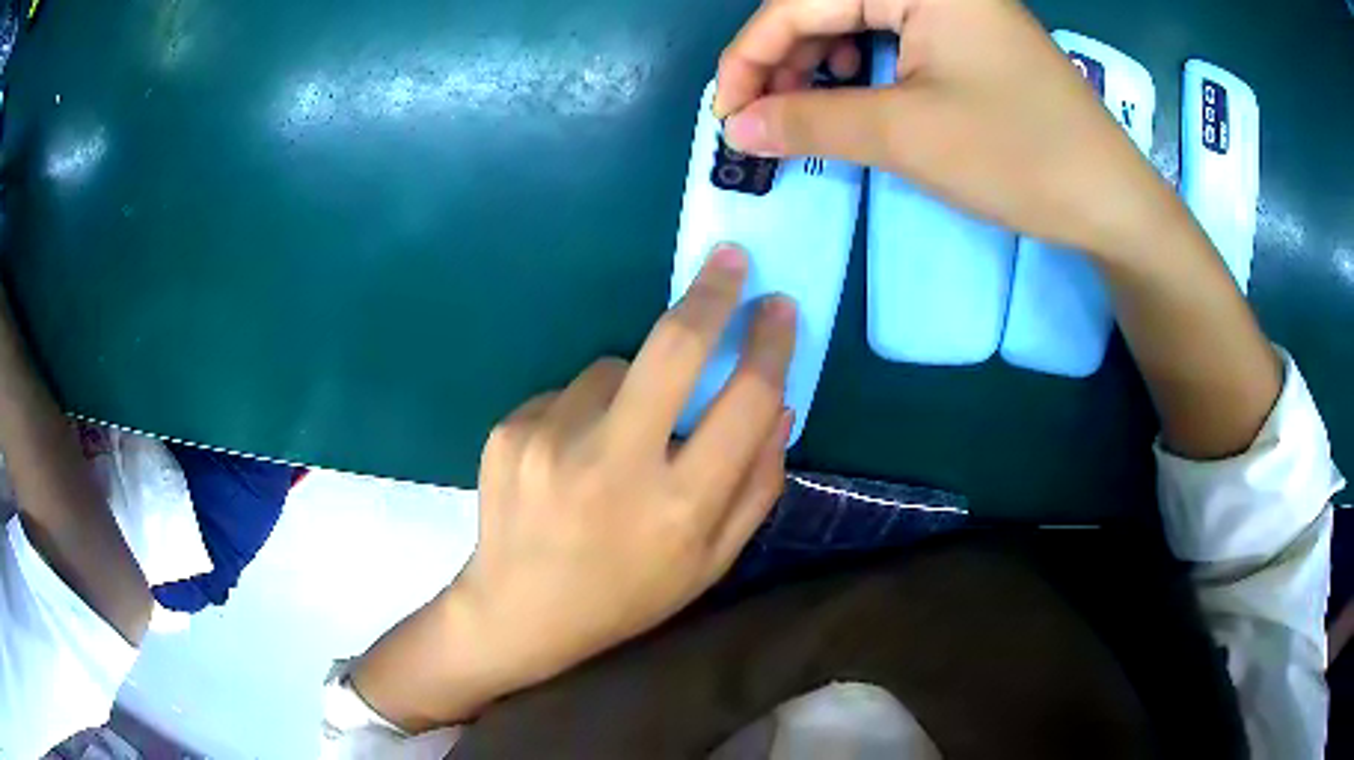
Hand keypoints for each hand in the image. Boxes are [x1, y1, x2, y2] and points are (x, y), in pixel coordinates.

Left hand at [354, 245, 795, 730]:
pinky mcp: (510, 428)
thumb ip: (756, 486)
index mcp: (678, 507)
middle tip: (729, 260)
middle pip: (672, 349)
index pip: (744, 402)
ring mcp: (551, 440)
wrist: (518, 610)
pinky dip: (583, 410)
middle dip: (710, 295)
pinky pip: (568, 392)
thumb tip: (779, 404)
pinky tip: (568, 459)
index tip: (780, 307)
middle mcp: (614, 464)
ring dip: (631, 386)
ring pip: (614, 366)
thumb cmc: (627, 594)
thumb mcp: (709, 562)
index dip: (770, 347)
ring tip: (612, 444)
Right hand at [715, 0, 1180, 260]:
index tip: (727, 113)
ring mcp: (954, 9)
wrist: (1112, 204)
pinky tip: (850, 101)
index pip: (801, 1)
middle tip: (762, 119)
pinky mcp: (968, 39)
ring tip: (800, 115)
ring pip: (856, 22)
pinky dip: (860, 72)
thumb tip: (736, 128)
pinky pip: (892, 40)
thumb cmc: (1019, 158)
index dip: (751, 55)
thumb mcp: (907, 135)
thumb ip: (809, 121)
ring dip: (818, 67)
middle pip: (826, 5)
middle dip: (784, 60)